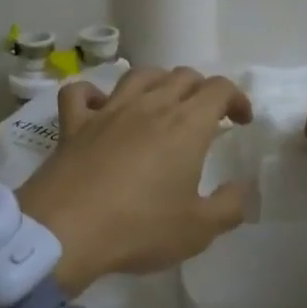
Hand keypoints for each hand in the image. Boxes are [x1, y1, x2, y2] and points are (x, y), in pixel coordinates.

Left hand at [16, 67, 253, 294]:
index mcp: (186, 125)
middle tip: (206, 116)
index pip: (219, 89)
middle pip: (182, 76)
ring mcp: (108, 111)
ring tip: (162, 103)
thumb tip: (240, 189)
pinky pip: (80, 93)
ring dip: (157, 82)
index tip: (241, 121)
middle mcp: (149, 106)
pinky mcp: (73, 124)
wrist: (65, 232)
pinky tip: (98, 107)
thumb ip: (229, 207)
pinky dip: (92, 93)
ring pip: (138, 75)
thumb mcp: (198, 230)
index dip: (237, 99)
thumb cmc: (139, 229)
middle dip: (201, 89)